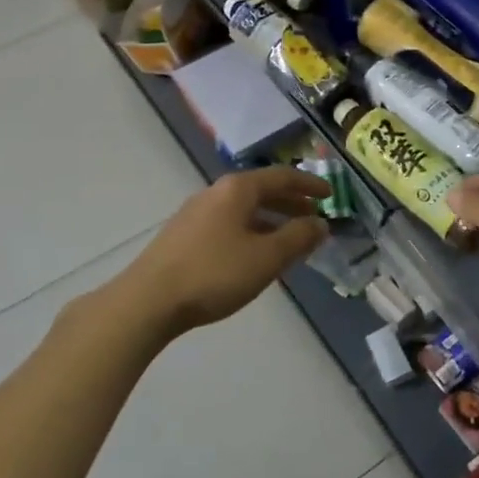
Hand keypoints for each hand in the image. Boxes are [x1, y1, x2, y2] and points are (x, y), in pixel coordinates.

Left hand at [115, 168, 329, 336]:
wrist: (148, 301)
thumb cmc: (214, 273)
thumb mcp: (266, 257)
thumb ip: (298, 238)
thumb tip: (320, 224)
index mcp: (237, 189)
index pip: (282, 176)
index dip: (310, 184)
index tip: (331, 195)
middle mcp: (215, 193)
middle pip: (261, 190)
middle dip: (291, 203)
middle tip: (314, 219)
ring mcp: (195, 214)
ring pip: (244, 209)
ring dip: (271, 220)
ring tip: (289, 241)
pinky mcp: (183, 236)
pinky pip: (228, 224)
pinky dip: (251, 231)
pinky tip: (254, 255)